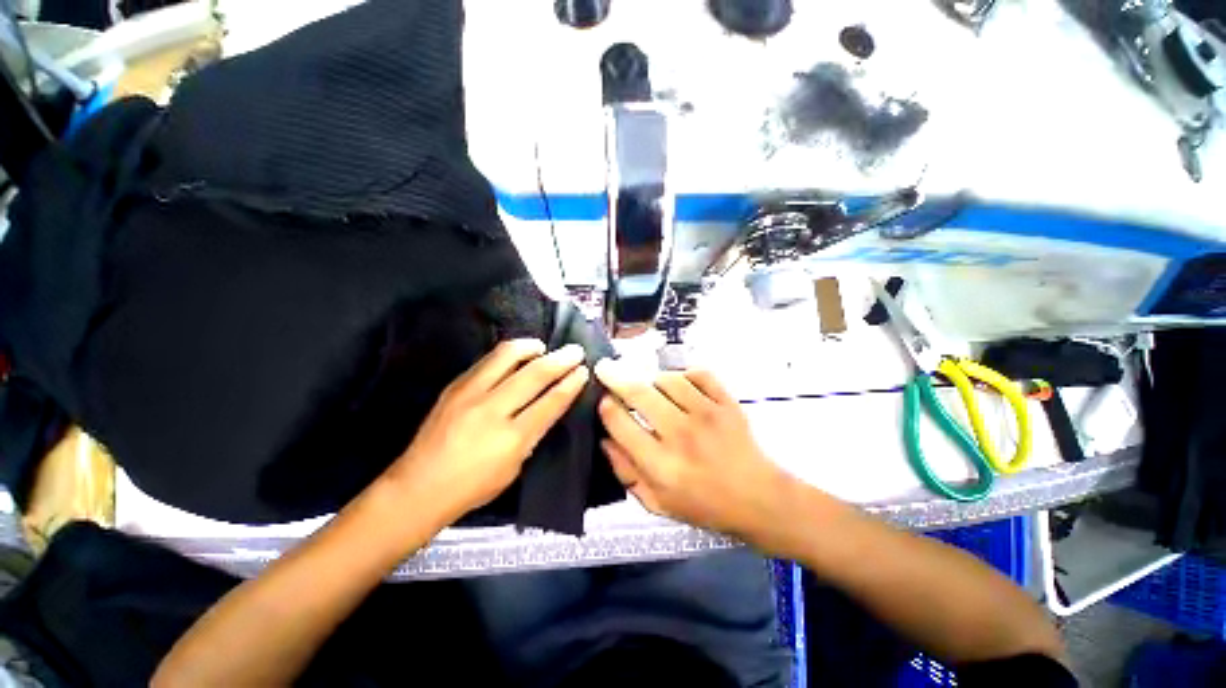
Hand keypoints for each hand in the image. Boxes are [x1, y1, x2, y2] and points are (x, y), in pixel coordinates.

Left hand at [388, 339, 588, 520]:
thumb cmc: (472, 487)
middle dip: (560, 359)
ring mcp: (469, 394)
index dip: (571, 384)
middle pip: (534, 374)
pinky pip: (487, 361)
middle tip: (575, 350)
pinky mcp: (454, 386)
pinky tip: (516, 356)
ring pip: (507, 356)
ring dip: (531, 347)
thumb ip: (532, 434)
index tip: (583, 370)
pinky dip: (508, 354)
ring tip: (543, 346)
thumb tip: (547, 407)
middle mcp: (491, 410)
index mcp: (511, 438)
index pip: (550, 402)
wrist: (416, 488)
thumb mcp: (514, 467)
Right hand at [595, 360, 794, 541]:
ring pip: (667, 379)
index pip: (621, 423)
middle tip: (604, 368)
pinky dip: (684, 374)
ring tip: (649, 388)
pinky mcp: (727, 403)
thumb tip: (603, 439)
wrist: (757, 498)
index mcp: (661, 465)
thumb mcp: (656, 502)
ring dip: (651, 379)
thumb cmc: (703, 504)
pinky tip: (679, 385)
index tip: (602, 399)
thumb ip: (625, 472)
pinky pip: (698, 374)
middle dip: (615, 377)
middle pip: (639, 393)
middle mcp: (682, 435)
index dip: (605, 407)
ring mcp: (707, 415)